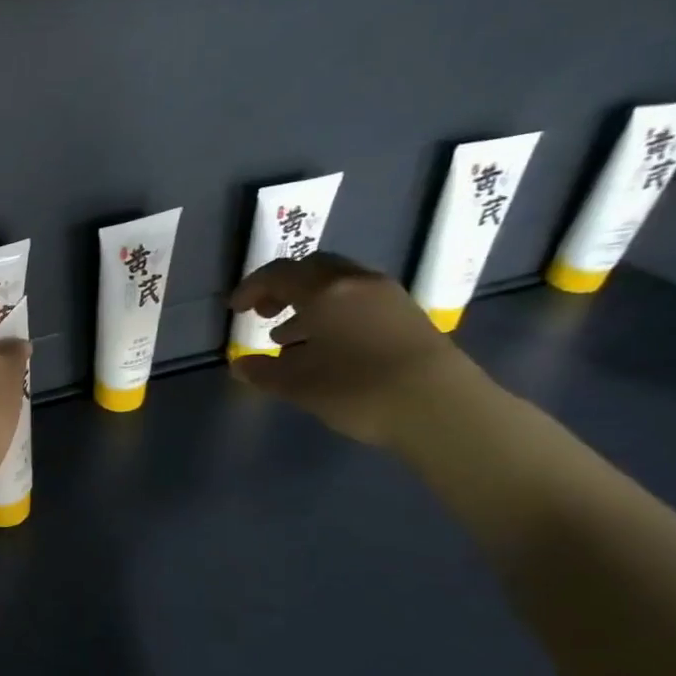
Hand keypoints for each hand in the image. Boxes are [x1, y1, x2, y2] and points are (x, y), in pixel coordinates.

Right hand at [229, 253, 497, 446]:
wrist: (440, 406)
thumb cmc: (357, 389)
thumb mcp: (298, 385)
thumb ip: (264, 371)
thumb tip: (242, 366)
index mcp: (324, 292)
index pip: (278, 275)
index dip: (251, 289)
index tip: (235, 310)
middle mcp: (356, 283)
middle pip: (312, 269)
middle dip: (283, 288)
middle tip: (265, 314)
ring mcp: (387, 296)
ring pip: (338, 285)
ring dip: (309, 302)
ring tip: (290, 337)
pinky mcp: (407, 314)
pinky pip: (359, 300)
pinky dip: (335, 312)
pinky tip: (328, 346)